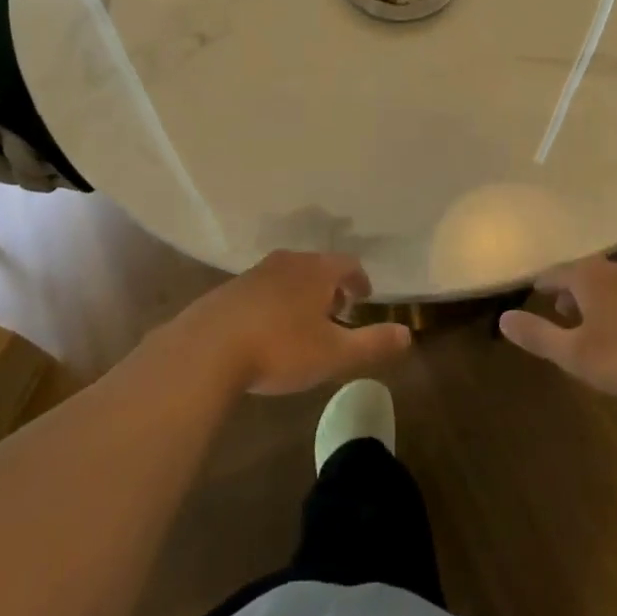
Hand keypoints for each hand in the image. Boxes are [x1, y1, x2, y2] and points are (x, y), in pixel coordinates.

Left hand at [174, 250, 412, 395]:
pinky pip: (264, 288)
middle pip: (318, 266)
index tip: (364, 297)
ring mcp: (256, 273)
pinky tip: (270, 328)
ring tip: (305, 321)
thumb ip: (372, 343)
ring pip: (289, 276)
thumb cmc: (280, 348)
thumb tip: (408, 334)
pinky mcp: (231, 289)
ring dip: (302, 293)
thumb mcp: (334, 354)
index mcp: (317, 271)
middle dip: (331, 286)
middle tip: (338, 311)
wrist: (208, 348)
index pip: (348, 264)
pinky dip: (276, 301)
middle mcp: (288, 262)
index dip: (360, 280)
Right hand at [499, 255, 616, 399]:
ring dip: (599, 298)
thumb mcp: (576, 354)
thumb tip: (502, 318)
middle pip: (585, 273)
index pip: (555, 272)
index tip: (533, 292)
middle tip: (562, 309)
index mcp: (589, 276)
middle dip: (571, 290)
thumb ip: (539, 336)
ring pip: (613, 283)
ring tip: (595, 320)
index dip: (542, 284)